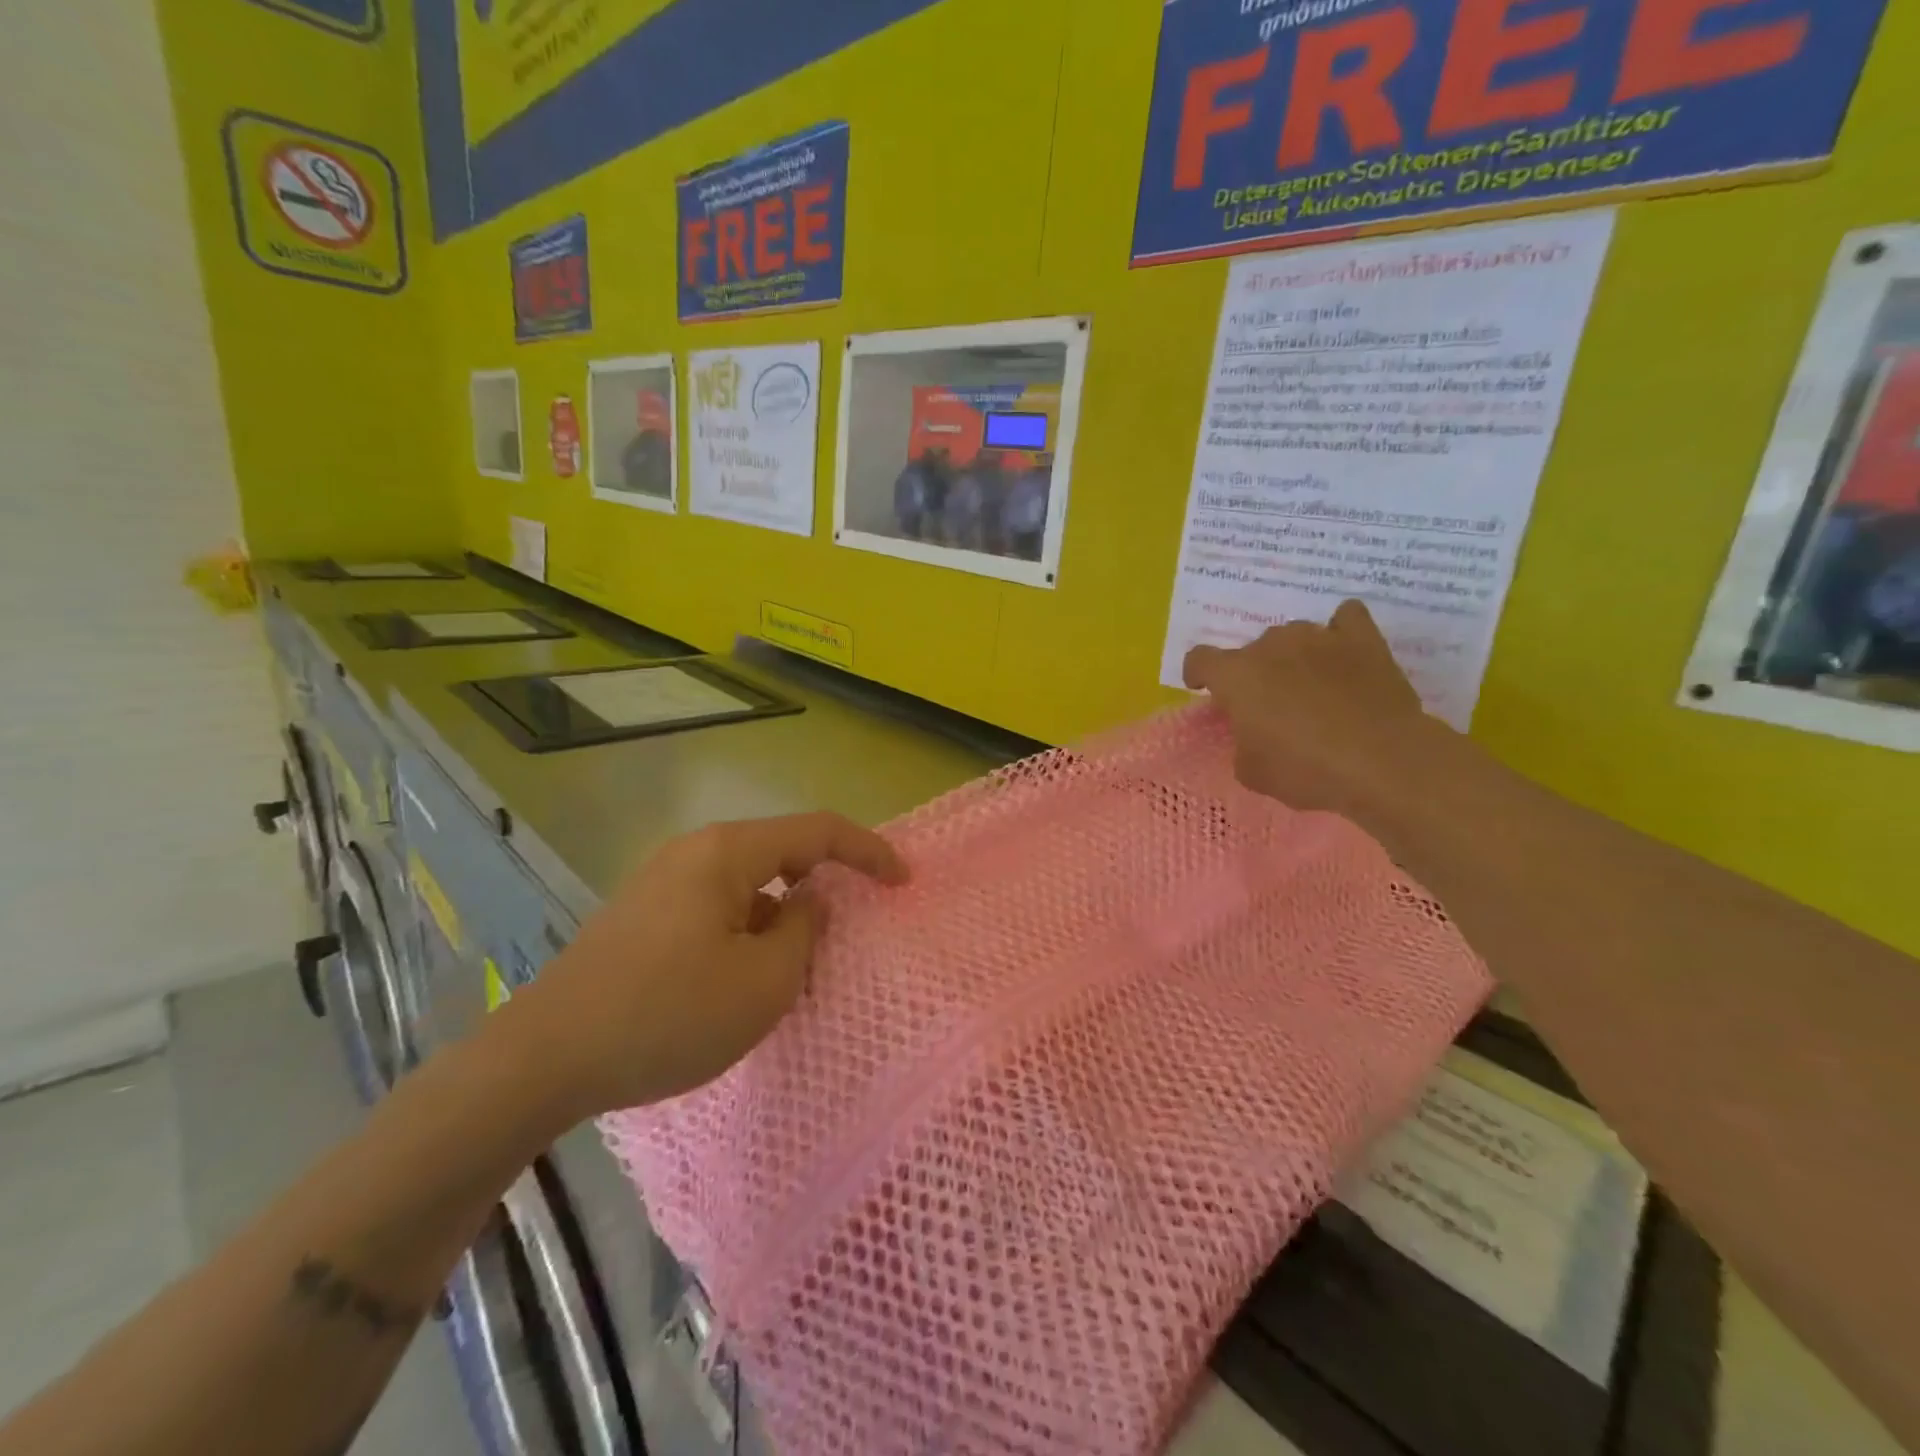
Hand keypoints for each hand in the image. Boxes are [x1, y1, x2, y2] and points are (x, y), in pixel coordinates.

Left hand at [501, 812, 908, 1119]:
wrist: (543, 1059)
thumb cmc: (667, 1015)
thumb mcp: (762, 983)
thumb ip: (804, 931)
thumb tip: (809, 902)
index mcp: (727, 852)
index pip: (818, 831)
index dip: (869, 851)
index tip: (903, 881)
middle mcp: (695, 852)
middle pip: (782, 852)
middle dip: (824, 885)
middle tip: (852, 929)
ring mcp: (664, 881)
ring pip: (749, 884)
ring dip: (783, 916)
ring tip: (795, 969)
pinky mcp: (644, 914)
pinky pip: (718, 906)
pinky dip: (748, 931)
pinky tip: (742, 980)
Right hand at [1182, 600, 1451, 821]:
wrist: (1382, 761)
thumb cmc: (1306, 769)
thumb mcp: (1252, 771)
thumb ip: (1241, 742)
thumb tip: (1252, 732)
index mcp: (1236, 675)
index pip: (1199, 659)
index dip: (1198, 674)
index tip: (1204, 689)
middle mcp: (1272, 645)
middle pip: (1251, 650)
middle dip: (1254, 673)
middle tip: (1270, 706)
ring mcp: (1319, 636)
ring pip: (1293, 636)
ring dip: (1293, 656)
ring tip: (1310, 685)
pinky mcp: (1363, 639)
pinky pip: (1346, 618)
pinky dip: (1340, 632)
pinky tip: (1343, 652)